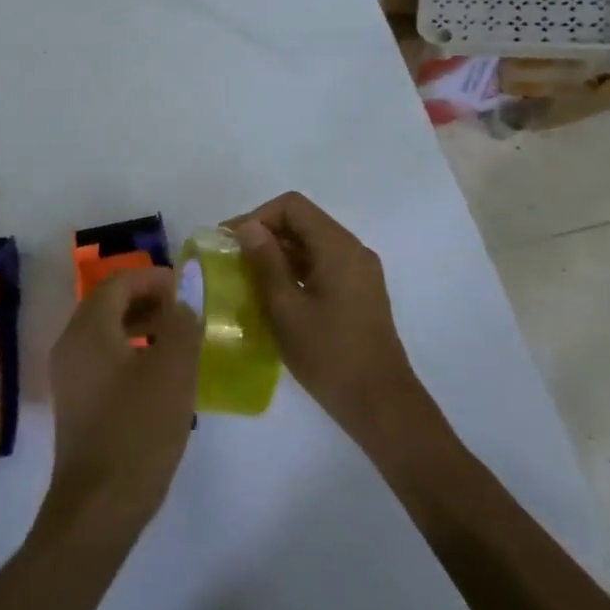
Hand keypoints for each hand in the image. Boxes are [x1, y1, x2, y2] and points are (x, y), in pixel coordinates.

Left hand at [39, 268, 200, 545]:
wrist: (98, 506)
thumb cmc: (138, 431)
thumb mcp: (173, 372)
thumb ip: (182, 325)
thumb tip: (185, 297)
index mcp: (88, 329)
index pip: (118, 282)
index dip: (152, 278)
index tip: (185, 288)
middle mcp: (70, 343)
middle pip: (108, 304)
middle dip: (147, 300)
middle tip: (185, 312)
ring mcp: (69, 374)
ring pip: (105, 332)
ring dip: (141, 326)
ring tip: (178, 341)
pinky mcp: (75, 401)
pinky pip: (102, 359)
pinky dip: (130, 352)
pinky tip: (159, 375)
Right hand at [227, 193, 433, 444]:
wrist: (380, 403)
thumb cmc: (328, 355)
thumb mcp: (286, 308)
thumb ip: (265, 262)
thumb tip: (248, 228)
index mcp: (338, 247)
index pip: (292, 206)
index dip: (257, 216)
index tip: (229, 241)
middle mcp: (353, 250)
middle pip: (303, 221)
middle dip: (264, 234)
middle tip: (231, 259)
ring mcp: (359, 271)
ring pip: (311, 244)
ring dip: (277, 253)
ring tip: (245, 277)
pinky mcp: (358, 291)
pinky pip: (321, 264)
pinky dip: (294, 269)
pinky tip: (272, 293)